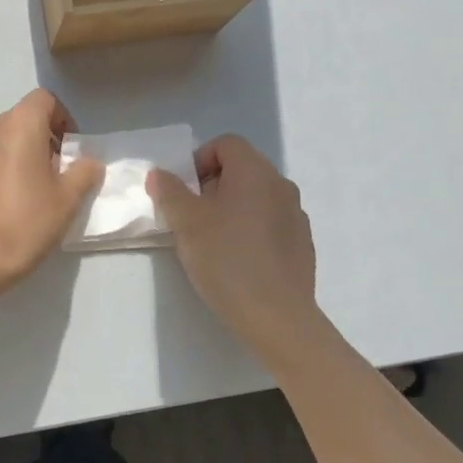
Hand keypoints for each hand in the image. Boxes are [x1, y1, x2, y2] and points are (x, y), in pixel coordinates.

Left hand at [0, 90, 103, 293]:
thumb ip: (84, 172)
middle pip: (21, 119)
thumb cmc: (25, 222)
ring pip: (0, 139)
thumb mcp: (67, 199)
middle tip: (55, 173)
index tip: (70, 149)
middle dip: (42, 138)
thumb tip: (88, 161)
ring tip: (29, 190)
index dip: (62, 118)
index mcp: (19, 124)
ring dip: (17, 153)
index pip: (44, 100)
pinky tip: (3, 203)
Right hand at [147, 135, 322, 362]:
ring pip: (256, 197)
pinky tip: (238, 261)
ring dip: (231, 208)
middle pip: (241, 168)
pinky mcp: (302, 244)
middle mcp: (281, 185)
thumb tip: (160, 173)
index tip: (184, 192)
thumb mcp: (186, 223)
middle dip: (212, 186)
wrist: (277, 318)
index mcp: (255, 172)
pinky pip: (270, 222)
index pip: (226, 144)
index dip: (199, 160)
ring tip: (212, 241)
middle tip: (192, 218)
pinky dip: (250, 229)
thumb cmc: (227, 260)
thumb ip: (169, 191)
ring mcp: (296, 215)